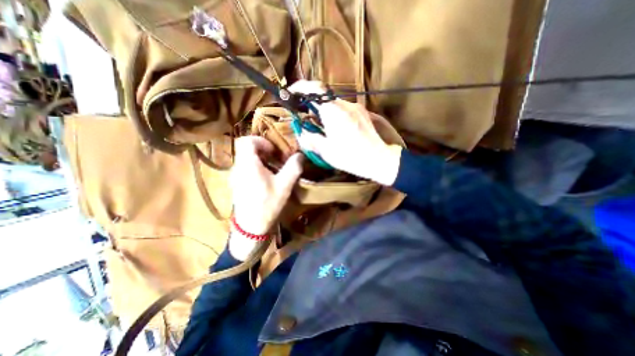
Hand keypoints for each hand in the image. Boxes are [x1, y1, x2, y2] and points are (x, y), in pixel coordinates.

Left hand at [231, 138, 304, 259]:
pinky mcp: (237, 184)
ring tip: (273, 170)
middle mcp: (238, 167)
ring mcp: (235, 176)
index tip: (273, 151)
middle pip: (246, 149)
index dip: (261, 141)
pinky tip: (266, 180)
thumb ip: (293, 167)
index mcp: (248, 164)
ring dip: (260, 160)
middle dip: (263, 151)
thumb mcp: (284, 185)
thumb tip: (300, 155)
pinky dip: (256, 168)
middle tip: (276, 159)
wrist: (251, 227)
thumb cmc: (267, 204)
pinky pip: (245, 168)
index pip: (247, 141)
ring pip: (246, 159)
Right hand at [290, 80, 400, 185]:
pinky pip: (343, 108)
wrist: (379, 159)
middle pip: (323, 96)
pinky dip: (334, 114)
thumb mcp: (326, 151)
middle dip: (311, 104)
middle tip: (306, 117)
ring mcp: (355, 107)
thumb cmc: (351, 157)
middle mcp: (345, 104)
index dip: (300, 87)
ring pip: (333, 103)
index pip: (314, 89)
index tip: (291, 93)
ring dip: (323, 111)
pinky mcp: (362, 112)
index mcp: (333, 112)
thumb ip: (310, 139)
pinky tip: (337, 129)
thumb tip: (301, 131)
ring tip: (322, 127)